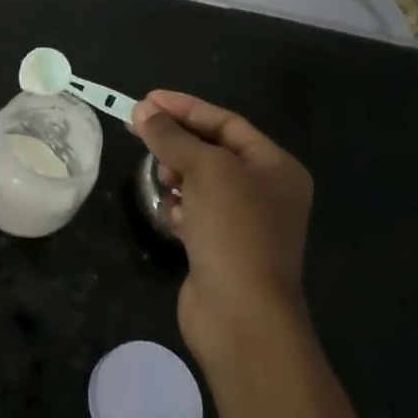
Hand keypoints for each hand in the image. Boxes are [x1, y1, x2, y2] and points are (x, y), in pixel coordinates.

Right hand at [132, 90, 314, 364]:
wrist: (242, 317)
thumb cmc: (234, 231)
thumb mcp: (205, 170)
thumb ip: (172, 136)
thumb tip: (142, 110)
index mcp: (275, 167)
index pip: (226, 122)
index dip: (185, 108)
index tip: (146, 100)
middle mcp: (265, 191)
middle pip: (211, 150)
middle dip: (177, 143)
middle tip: (142, 136)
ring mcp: (243, 222)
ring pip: (199, 182)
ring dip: (176, 176)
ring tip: (163, 181)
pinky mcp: (220, 248)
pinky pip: (194, 211)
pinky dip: (179, 208)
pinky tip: (171, 216)